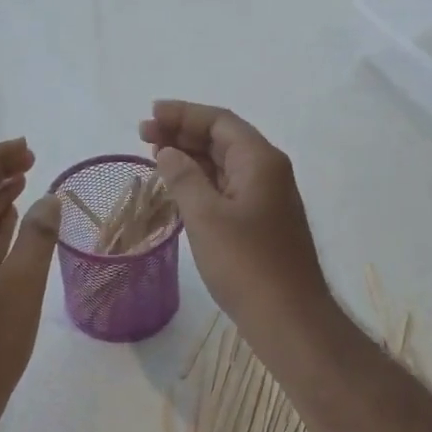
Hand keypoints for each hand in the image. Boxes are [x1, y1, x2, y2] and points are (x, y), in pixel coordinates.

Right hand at [140, 101, 332, 339]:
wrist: (288, 317)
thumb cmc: (246, 264)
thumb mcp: (206, 217)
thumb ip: (184, 177)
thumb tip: (168, 152)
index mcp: (260, 160)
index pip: (219, 121)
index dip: (183, 114)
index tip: (149, 115)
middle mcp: (268, 172)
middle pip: (223, 139)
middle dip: (183, 133)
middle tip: (143, 136)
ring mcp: (267, 198)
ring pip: (225, 165)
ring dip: (191, 157)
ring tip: (155, 156)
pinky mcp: (262, 223)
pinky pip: (228, 189)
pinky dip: (202, 182)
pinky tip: (179, 188)